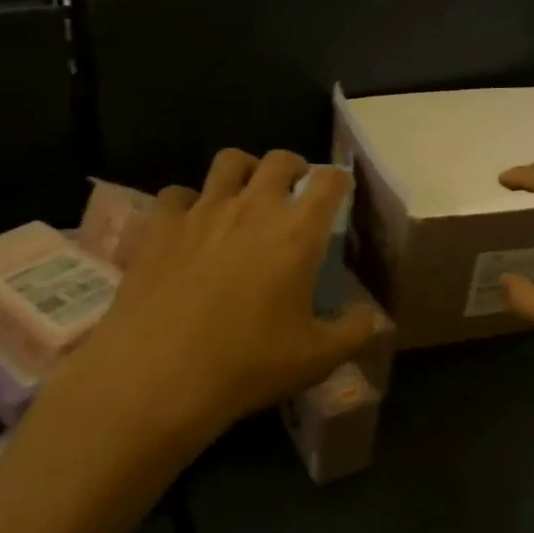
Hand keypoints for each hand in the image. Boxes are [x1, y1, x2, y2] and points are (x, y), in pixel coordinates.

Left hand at [70, 148, 379, 456]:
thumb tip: (373, 317)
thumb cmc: (247, 364)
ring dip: (244, 170)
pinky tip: (189, 224)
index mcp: (297, 232)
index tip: (339, 193)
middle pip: (279, 159)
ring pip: (228, 161)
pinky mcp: (161, 224)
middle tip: (294, 190)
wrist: (160, 373)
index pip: (329, 181)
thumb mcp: (316, 358)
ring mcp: (202, 210)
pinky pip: (177, 193)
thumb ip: (354, 332)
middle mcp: (253, 207)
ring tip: (244, 193)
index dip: (339, 181)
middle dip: (293, 167)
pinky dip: (188, 201)